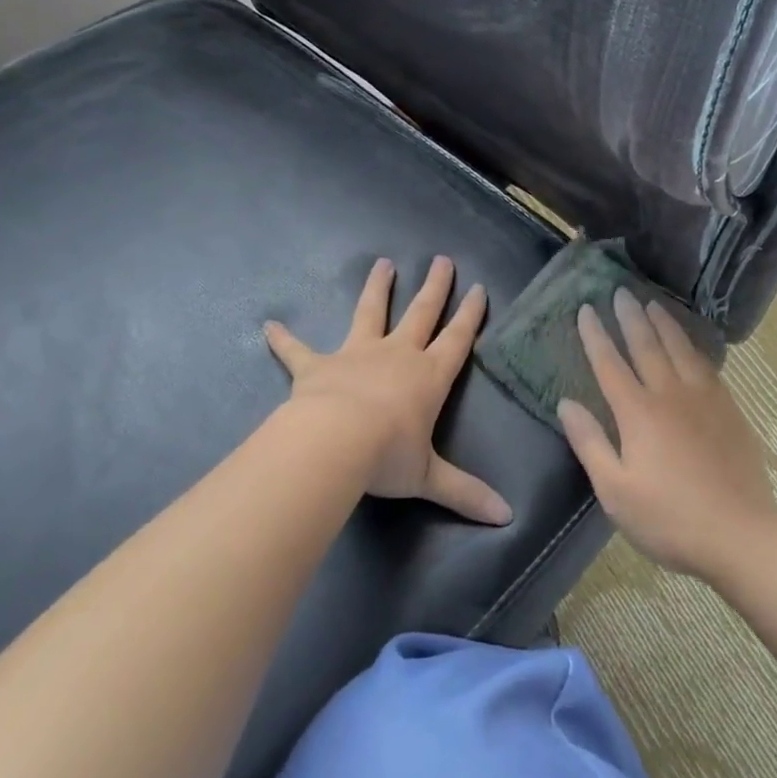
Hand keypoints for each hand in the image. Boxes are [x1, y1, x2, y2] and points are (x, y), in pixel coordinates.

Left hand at [264, 255, 511, 524]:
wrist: (334, 442)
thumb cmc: (388, 456)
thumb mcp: (430, 478)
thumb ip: (466, 493)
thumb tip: (507, 517)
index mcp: (429, 376)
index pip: (457, 339)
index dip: (470, 315)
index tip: (480, 288)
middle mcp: (397, 355)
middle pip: (421, 313)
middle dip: (435, 288)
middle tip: (443, 260)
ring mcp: (356, 355)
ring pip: (370, 312)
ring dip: (377, 288)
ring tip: (382, 264)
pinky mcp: (318, 366)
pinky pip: (298, 350)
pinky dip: (284, 339)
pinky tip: (269, 325)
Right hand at [558, 288, 776, 578]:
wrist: (739, 533)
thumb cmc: (668, 518)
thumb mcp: (615, 490)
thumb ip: (590, 443)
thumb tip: (566, 403)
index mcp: (638, 413)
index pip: (610, 364)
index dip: (595, 336)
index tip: (585, 309)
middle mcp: (670, 394)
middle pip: (646, 346)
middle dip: (630, 317)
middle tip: (620, 291)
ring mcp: (704, 399)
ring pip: (680, 349)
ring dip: (664, 323)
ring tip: (653, 303)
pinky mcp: (729, 409)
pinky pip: (706, 365)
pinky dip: (693, 346)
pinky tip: (690, 343)